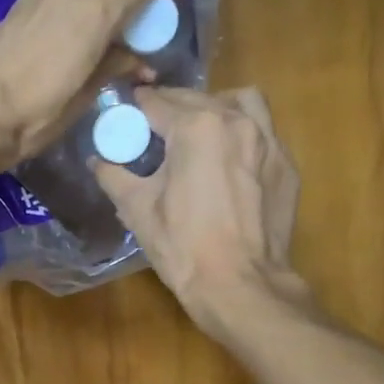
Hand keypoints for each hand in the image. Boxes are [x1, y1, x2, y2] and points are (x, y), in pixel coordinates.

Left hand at [0, 0, 170, 170]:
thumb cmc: (35, 115)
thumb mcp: (83, 98)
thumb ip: (114, 66)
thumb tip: (139, 60)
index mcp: (99, 9)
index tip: (160, 10)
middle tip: (137, 16)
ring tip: (101, 30)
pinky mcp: (18, 5)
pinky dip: (72, 4)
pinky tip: (65, 36)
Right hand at [92, 86, 306, 331]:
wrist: (239, 284)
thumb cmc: (183, 246)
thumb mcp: (137, 210)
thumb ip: (114, 176)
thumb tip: (98, 161)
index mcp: (196, 127)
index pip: (157, 102)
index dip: (135, 108)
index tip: (125, 114)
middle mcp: (236, 121)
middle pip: (197, 98)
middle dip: (172, 108)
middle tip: (154, 130)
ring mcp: (268, 141)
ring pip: (241, 102)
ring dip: (216, 108)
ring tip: (201, 133)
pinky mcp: (286, 166)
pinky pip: (264, 133)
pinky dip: (243, 136)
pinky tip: (229, 163)